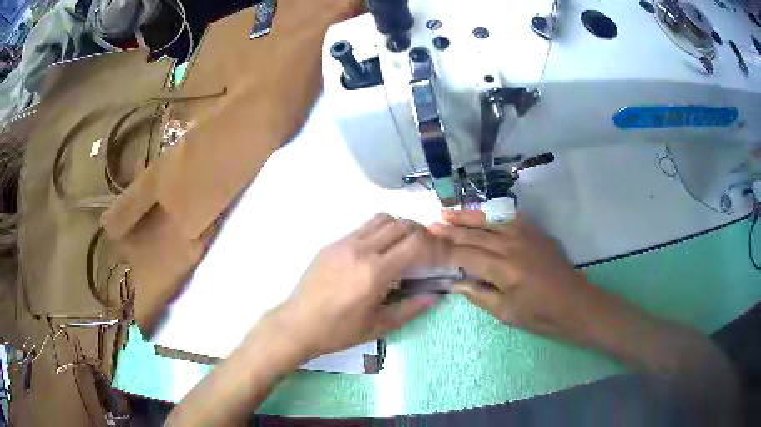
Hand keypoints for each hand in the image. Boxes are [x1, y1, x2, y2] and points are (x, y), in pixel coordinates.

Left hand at [270, 214, 446, 358]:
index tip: (436, 254)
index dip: (431, 244)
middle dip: (418, 232)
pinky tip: (375, 251)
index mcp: (375, 272)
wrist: (298, 324)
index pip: (414, 242)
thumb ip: (410, 309)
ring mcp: (344, 243)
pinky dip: (377, 231)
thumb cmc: (339, 331)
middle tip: (422, 249)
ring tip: (401, 246)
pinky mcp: (331, 244)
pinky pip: (361, 228)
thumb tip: (435, 296)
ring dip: (397, 227)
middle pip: (400, 224)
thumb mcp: (378, 326)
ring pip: (380, 219)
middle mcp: (361, 250)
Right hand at [429, 210, 596, 339]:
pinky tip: (481, 214)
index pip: (466, 254)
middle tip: (429, 223)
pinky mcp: (535, 232)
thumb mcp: (506, 314)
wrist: (576, 304)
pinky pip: (509, 217)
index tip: (426, 243)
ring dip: (467, 216)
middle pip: (475, 233)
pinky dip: (491, 214)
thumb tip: (454, 283)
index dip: (445, 249)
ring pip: (490, 220)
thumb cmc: (541, 315)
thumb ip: (479, 295)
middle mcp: (513, 244)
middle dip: (451, 228)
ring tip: (446, 212)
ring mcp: (526, 234)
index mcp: (504, 268)